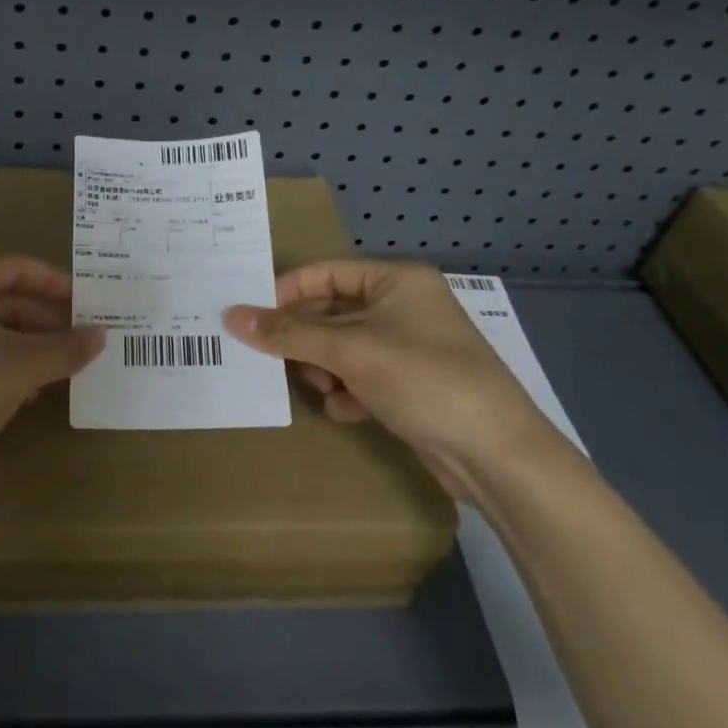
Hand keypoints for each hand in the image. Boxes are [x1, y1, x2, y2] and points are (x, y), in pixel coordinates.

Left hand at [0, 254, 104, 501]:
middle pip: (2, 295)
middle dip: (43, 322)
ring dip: (22, 346)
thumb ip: (64, 349)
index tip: (92, 306)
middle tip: (79, 345)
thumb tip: (101, 334)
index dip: (60, 286)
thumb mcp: (18, 371)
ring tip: (54, 374)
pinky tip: (16, 392)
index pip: (21, 267)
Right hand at [224, 261, 565, 501]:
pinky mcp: (413, 387)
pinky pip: (363, 377)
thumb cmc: (422, 379)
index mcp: (397, 281)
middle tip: (276, 359)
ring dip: (325, 368)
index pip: (328, 273)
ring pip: (345, 348)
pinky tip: (346, 410)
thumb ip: (288, 333)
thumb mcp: (349, 350)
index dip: (288, 292)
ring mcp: (411, 349)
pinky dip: (348, 392)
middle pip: (334, 313)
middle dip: (306, 339)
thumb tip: (231, 315)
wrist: (496, 455)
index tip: (253, 316)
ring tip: (320, 387)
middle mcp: (405, 308)